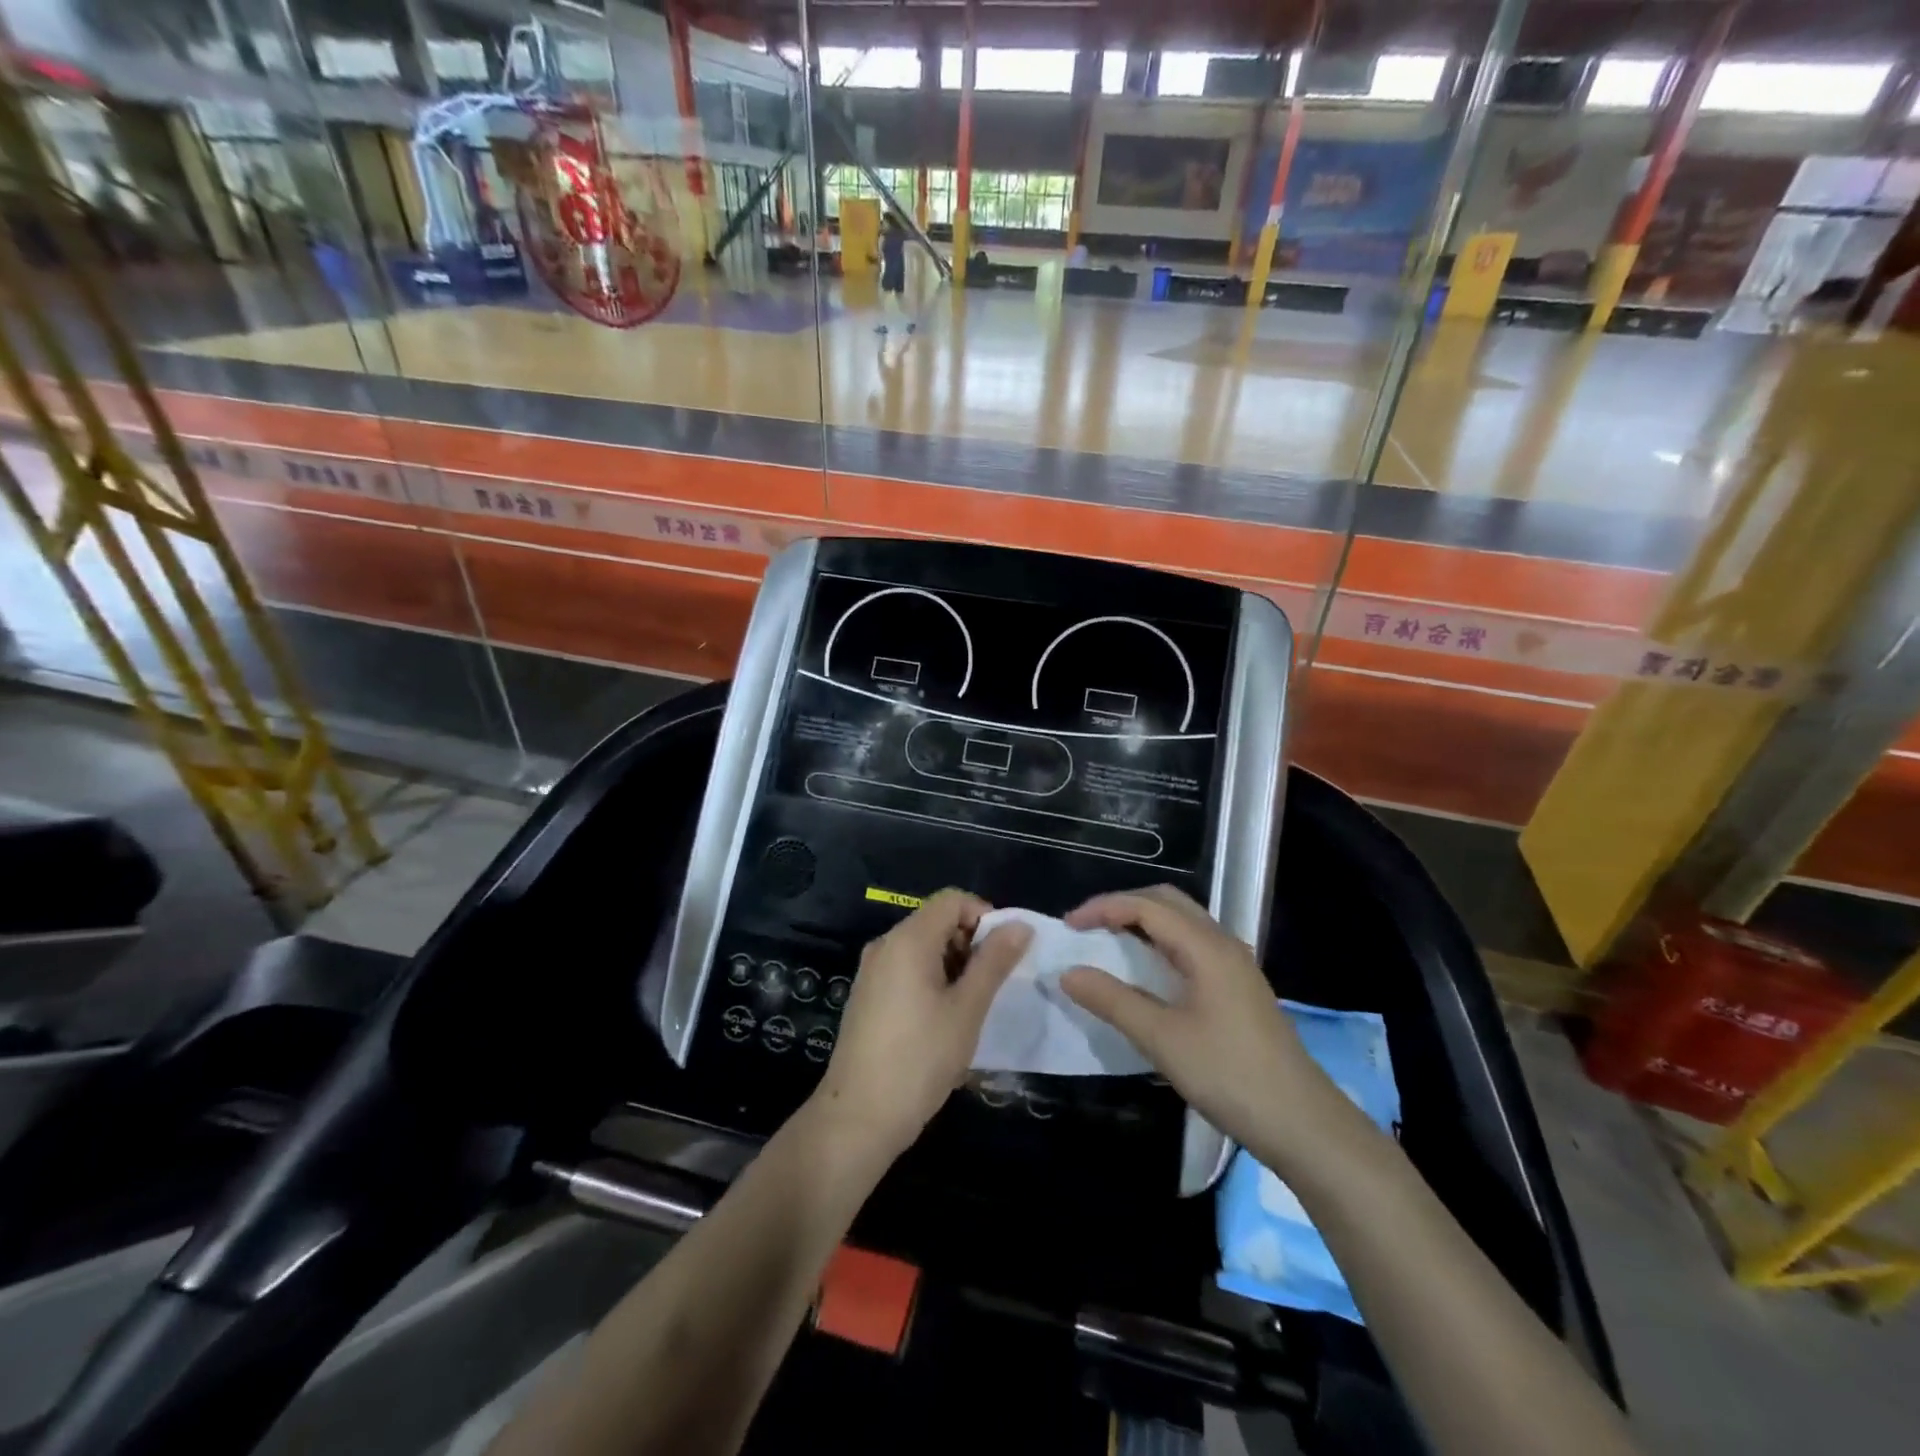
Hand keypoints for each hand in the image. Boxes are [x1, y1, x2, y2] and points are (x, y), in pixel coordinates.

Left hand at [813, 890, 1030, 1159]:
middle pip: (936, 920)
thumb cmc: (920, 1059)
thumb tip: (1020, 925)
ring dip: (953, 964)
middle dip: (970, 942)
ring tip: (970, 1007)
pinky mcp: (867, 995)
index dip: (984, 916)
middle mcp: (885, 945)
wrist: (858, 1117)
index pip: (952, 899)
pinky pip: (906, 968)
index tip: (1003, 954)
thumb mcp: (967, 1009)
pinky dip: (931, 979)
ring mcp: (872, 971)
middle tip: (990, 985)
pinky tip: (942, 1020)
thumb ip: (994, 962)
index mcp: (908, 939)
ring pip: (922, 947)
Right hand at [1059, 886, 1350, 1168]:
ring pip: (1182, 922)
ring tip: (1108, 943)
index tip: (1069, 925)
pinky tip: (1147, 971)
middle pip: (1167, 902)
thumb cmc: (1229, 1075)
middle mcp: (1223, 944)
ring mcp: (1235, 965)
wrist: (1302, 1123)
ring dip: (1143, 922)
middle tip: (1087, 927)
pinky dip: (1161, 943)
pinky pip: (1192, 945)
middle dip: (1123, 905)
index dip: (1104, 908)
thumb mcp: (1162, 1039)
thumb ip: (1112, 1000)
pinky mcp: (1239, 987)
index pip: (1146, 906)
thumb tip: (1068, 972)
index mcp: (1206, 947)